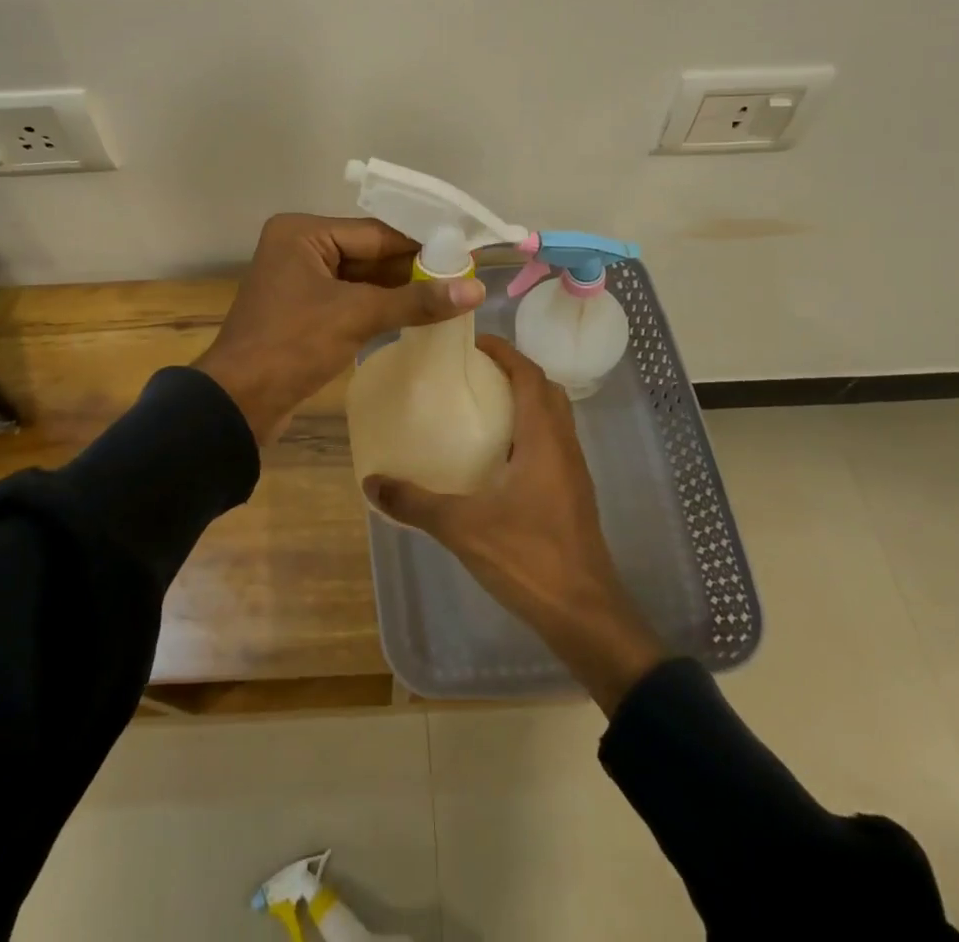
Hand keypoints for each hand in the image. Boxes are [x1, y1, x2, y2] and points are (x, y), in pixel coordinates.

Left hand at [193, 214, 484, 445]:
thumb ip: (416, 301)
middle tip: (462, 278)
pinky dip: (378, 306)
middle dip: (411, 269)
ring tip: (448, 296)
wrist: (238, 402)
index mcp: (302, 233)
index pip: (375, 233)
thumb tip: (477, 288)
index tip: (464, 255)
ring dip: (398, 290)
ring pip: (360, 278)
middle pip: (368, 253)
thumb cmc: (292, 345)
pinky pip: (349, 299)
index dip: (421, 246)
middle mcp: (299, 247)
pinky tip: (414, 315)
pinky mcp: (302, 309)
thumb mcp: (357, 316)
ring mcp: (299, 280)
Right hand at [363, 336, 666, 714]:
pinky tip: (497, 457)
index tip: (473, 343)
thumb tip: (373, 482)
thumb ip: (416, 503)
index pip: (530, 376)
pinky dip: (528, 431)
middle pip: (546, 390)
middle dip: (514, 372)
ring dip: (524, 401)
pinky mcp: (572, 495)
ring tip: (482, 406)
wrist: (585, 615)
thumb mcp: (463, 528)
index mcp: (544, 439)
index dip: (505, 352)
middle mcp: (564, 446)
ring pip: (553, 417)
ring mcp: (573, 472)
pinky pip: (552, 443)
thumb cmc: (529, 558)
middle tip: (474, 372)